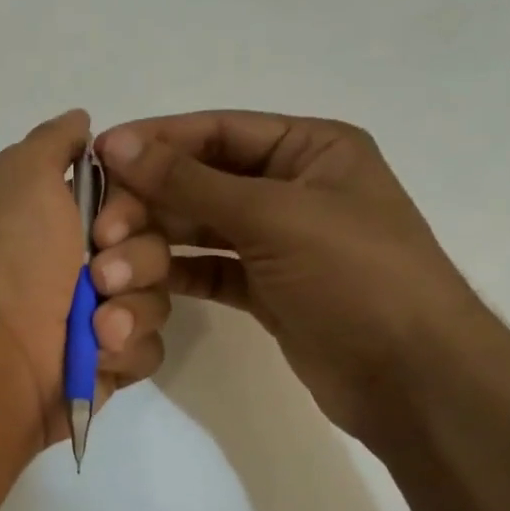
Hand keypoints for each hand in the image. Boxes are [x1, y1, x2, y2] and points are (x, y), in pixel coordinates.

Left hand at [0, 110, 172, 449]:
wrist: (0, 352)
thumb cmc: (15, 260)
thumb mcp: (24, 176)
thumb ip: (53, 142)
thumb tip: (81, 120)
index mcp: (67, 224)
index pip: (138, 205)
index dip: (133, 212)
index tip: (107, 228)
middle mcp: (86, 267)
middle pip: (157, 251)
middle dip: (137, 262)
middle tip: (100, 277)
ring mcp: (100, 318)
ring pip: (160, 300)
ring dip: (132, 310)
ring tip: (96, 327)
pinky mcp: (110, 363)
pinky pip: (151, 348)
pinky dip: (126, 350)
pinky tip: (97, 354)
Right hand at [96, 111, 496, 443]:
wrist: (412, 378)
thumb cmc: (355, 275)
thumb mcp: (272, 216)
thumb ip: (188, 181)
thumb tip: (116, 143)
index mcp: (309, 149)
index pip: (215, 132)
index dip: (154, 143)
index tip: (97, 159)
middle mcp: (290, 187)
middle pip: (198, 183)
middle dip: (148, 207)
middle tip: (102, 235)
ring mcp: (276, 241)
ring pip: (197, 230)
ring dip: (152, 247)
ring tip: (112, 273)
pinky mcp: (264, 288)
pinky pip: (206, 269)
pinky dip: (173, 275)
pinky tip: (136, 287)